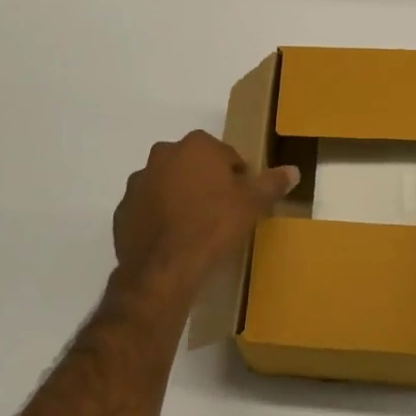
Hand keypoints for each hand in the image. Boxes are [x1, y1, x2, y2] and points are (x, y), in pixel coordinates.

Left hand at [113, 131, 297, 305]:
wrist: (164, 270)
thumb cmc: (213, 227)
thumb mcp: (251, 205)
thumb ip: (271, 183)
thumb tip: (293, 170)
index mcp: (196, 146)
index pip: (225, 155)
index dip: (236, 178)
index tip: (240, 201)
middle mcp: (163, 155)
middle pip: (193, 165)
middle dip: (205, 183)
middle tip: (220, 214)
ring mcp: (138, 182)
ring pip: (167, 185)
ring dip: (179, 198)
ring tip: (194, 230)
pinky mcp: (122, 211)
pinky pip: (147, 209)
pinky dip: (158, 219)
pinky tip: (172, 241)